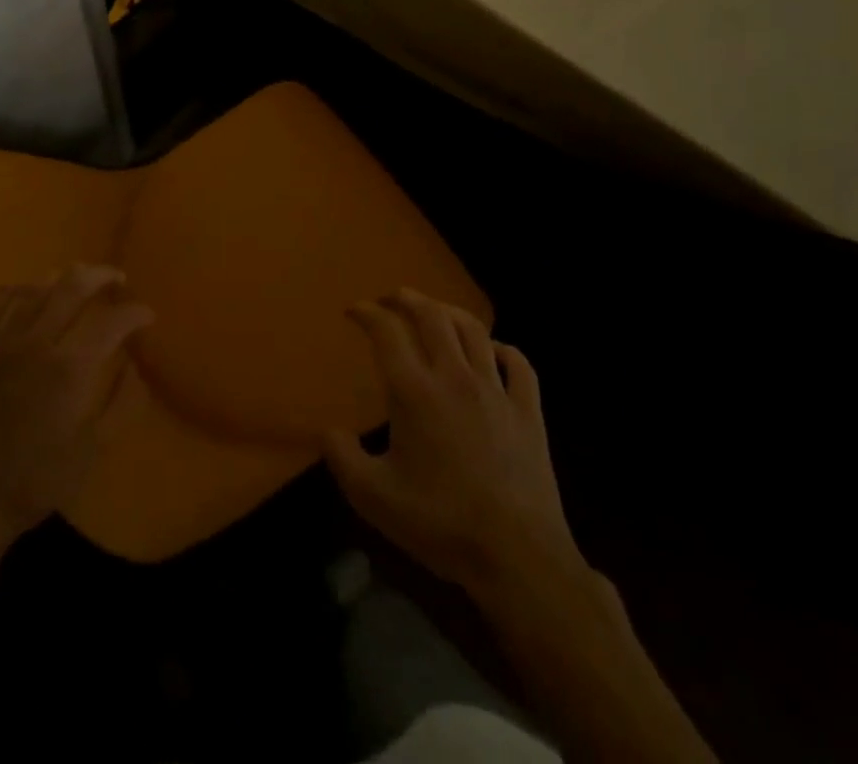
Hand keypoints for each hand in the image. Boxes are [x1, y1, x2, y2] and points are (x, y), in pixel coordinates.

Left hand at [0, 264, 153, 551]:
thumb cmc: (36, 482)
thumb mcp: (92, 451)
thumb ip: (121, 403)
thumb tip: (135, 365)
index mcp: (70, 369)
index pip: (112, 321)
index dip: (135, 312)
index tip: (147, 315)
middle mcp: (35, 343)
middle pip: (73, 286)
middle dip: (102, 276)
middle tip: (118, 279)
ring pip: (34, 288)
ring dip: (61, 278)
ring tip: (77, 281)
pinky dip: (17, 290)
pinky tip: (27, 293)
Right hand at [326, 288, 581, 595]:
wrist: (517, 557)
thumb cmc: (439, 523)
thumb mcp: (373, 496)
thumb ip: (342, 457)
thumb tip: (328, 430)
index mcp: (414, 391)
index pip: (386, 331)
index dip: (367, 313)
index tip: (353, 311)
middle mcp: (454, 377)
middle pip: (432, 315)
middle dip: (407, 299)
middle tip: (391, 298)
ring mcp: (496, 391)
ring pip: (474, 330)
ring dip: (449, 311)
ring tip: (435, 311)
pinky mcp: (529, 413)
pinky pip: (519, 365)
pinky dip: (502, 348)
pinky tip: (493, 351)